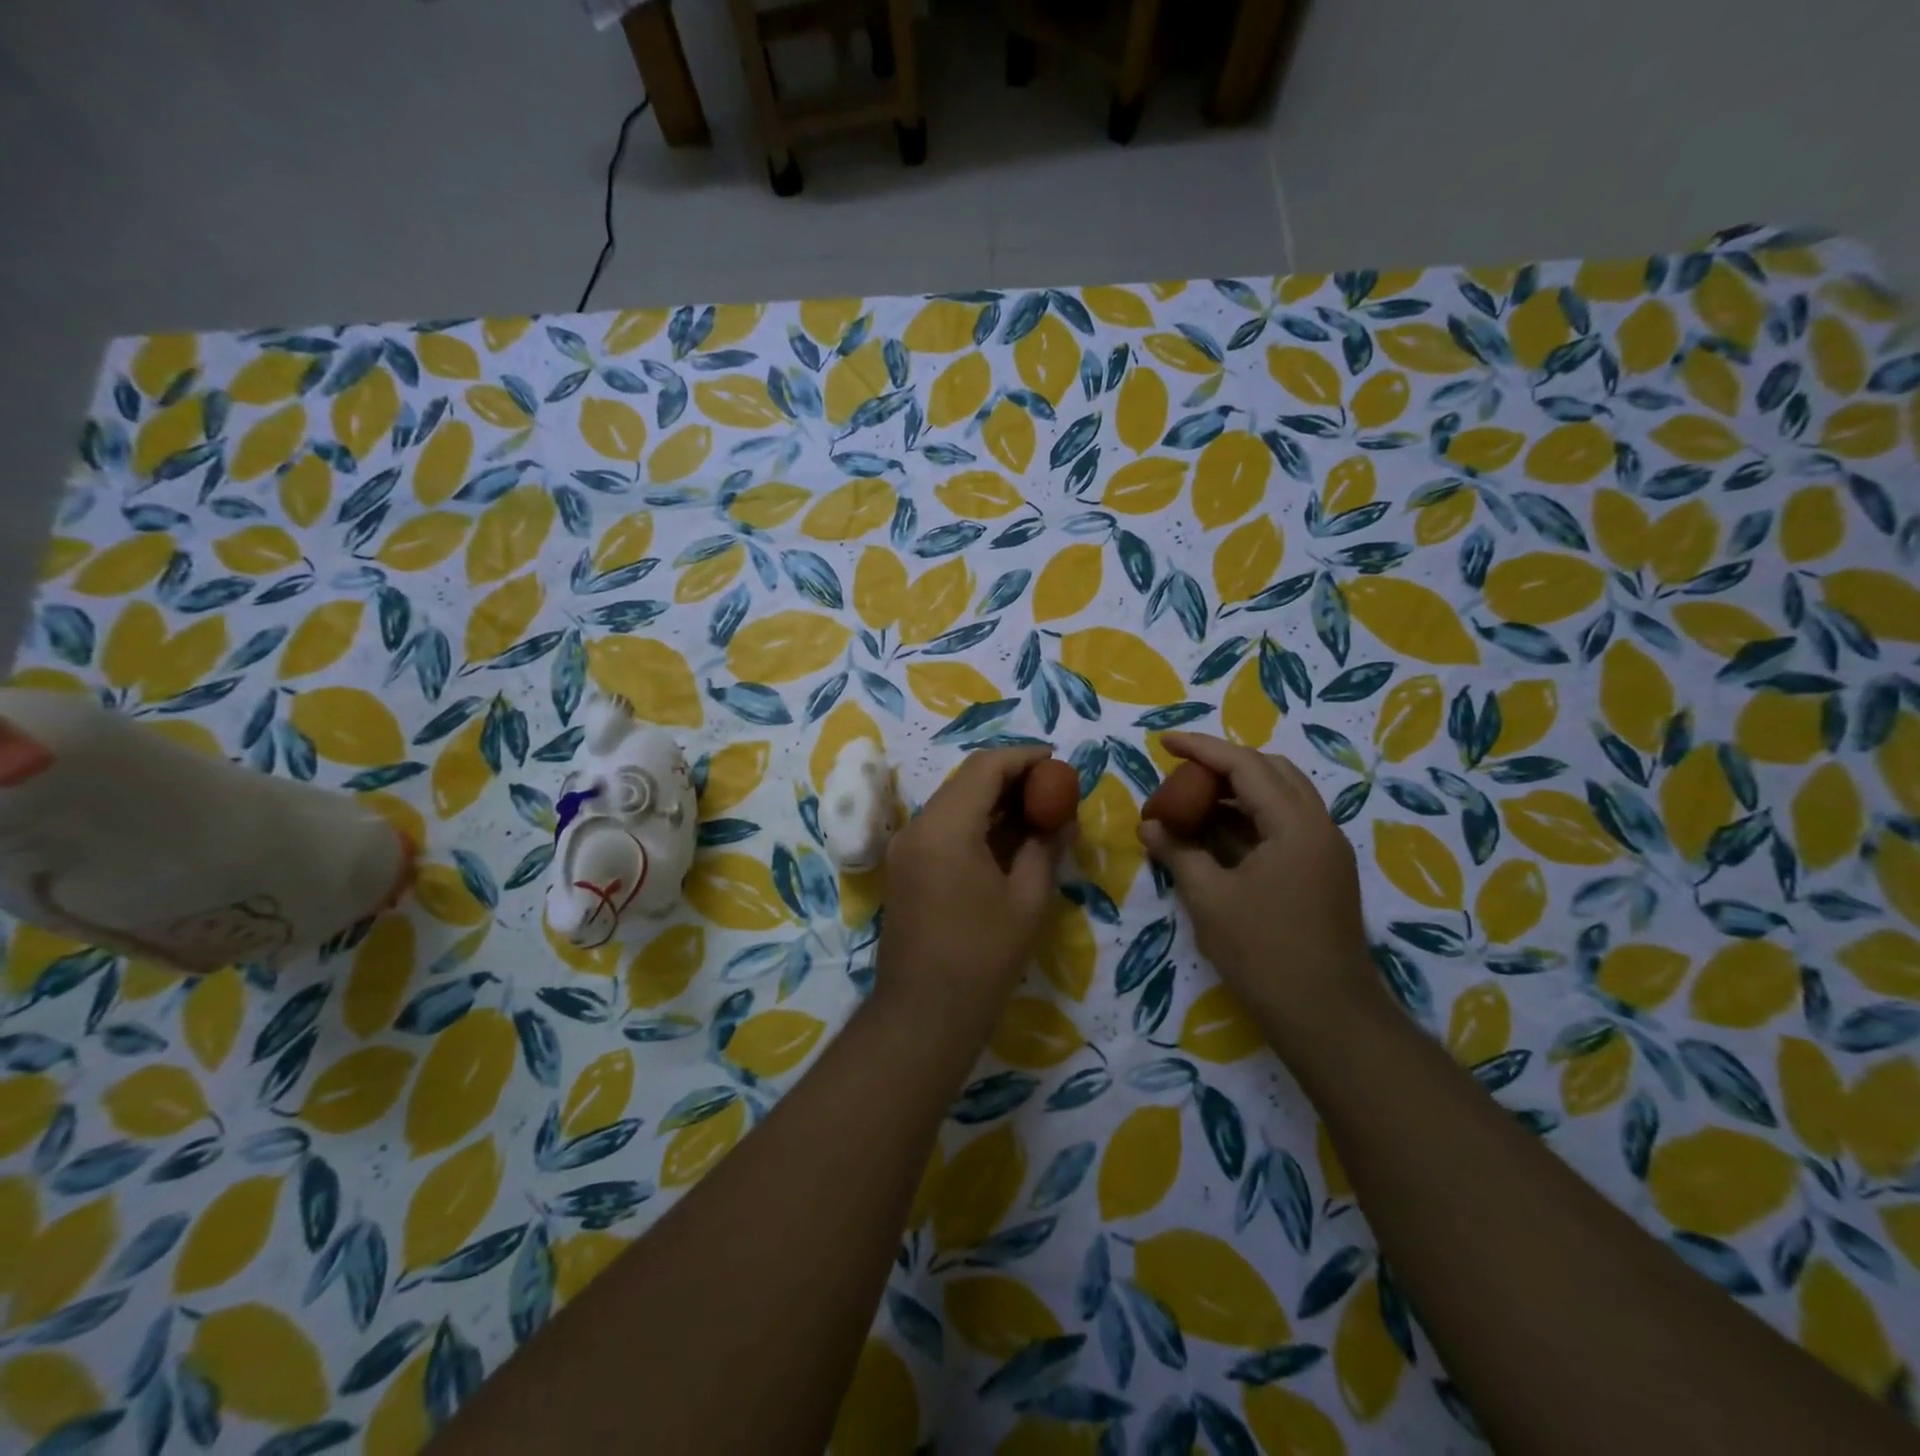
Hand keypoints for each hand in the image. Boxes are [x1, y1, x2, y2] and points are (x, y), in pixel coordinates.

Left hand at [875, 747, 1066, 1038]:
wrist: (922, 1014)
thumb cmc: (983, 959)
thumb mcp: (1028, 900)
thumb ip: (1045, 848)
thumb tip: (1063, 818)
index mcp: (946, 828)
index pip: (986, 768)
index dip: (1024, 758)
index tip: (1057, 763)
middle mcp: (917, 827)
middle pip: (966, 781)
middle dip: (1010, 777)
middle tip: (1051, 789)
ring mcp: (904, 847)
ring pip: (952, 802)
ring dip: (991, 800)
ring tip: (1035, 812)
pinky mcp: (902, 867)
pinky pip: (941, 827)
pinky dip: (973, 823)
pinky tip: (1004, 838)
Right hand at [1135, 733, 1378, 1038]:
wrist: (1326, 1015)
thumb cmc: (1263, 952)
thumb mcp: (1209, 898)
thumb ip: (1178, 852)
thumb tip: (1149, 825)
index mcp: (1295, 824)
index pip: (1245, 765)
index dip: (1201, 749)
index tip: (1164, 741)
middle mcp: (1319, 826)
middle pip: (1271, 771)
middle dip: (1224, 765)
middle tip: (1182, 772)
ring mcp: (1326, 850)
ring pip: (1281, 797)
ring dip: (1238, 791)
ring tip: (1194, 801)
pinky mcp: (1323, 872)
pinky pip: (1285, 825)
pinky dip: (1250, 819)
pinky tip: (1217, 835)